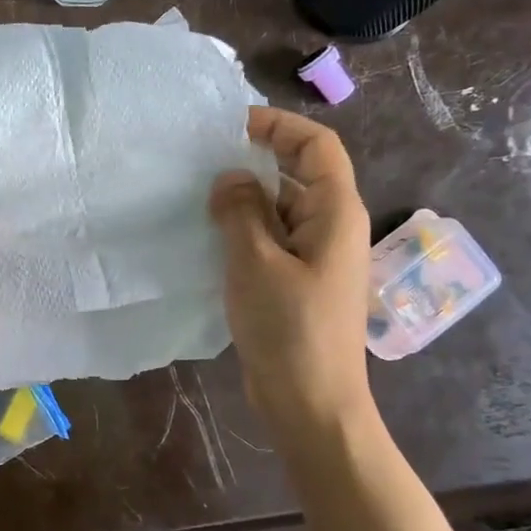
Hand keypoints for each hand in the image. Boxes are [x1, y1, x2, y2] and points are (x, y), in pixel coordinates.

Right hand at [209, 106, 372, 432]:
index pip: (317, 145)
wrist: (312, 405)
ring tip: (195, 199)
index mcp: (335, 213)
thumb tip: (230, 177)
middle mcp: (330, 228)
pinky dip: (242, 232)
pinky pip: (271, 241)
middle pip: (297, 175)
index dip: (278, 125)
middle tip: (200, 164)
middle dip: (253, 163)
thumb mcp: (256, 263)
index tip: (230, 126)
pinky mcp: (296, 283)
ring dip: (243, 201)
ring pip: (280, 210)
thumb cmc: (290, 329)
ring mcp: (315, 258)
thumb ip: (241, 211)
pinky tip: (207, 239)